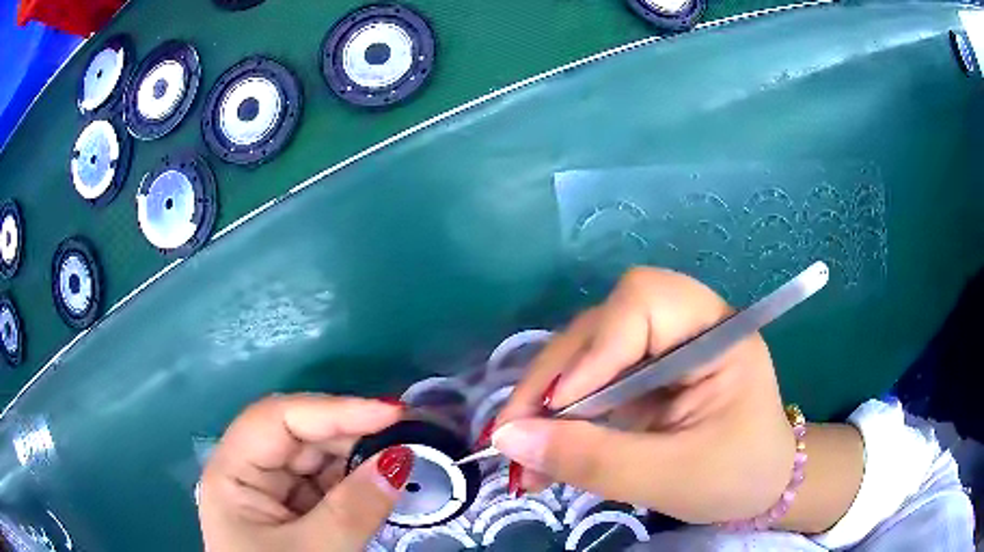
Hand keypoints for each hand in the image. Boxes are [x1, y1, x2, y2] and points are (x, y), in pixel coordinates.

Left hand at [198, 394, 412, 551]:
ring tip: (403, 456)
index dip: (333, 409)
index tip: (391, 413)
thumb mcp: (316, 551)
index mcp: (232, 472)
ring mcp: (272, 491)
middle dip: (352, 433)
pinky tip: (383, 482)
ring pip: (317, 459)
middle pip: (299, 435)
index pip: (277, 419)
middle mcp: (249, 472)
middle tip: (407, 435)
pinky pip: (327, 485)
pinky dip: (357, 482)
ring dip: (359, 457)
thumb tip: (400, 459)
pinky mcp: (293, 509)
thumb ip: (354, 509)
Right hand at [492, 267, 795, 523]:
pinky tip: (544, 450)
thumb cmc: (736, 477)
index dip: (595, 350)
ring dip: (547, 402)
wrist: (760, 487)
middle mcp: (685, 326)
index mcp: (716, 333)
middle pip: (603, 325)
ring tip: (523, 454)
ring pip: (586, 353)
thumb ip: (593, 460)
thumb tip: (508, 438)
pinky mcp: (643, 374)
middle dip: (554, 381)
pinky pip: (589, 381)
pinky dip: (560, 416)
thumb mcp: (669, 477)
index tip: (559, 410)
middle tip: (513, 437)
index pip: (643, 302)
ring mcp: (661, 349)